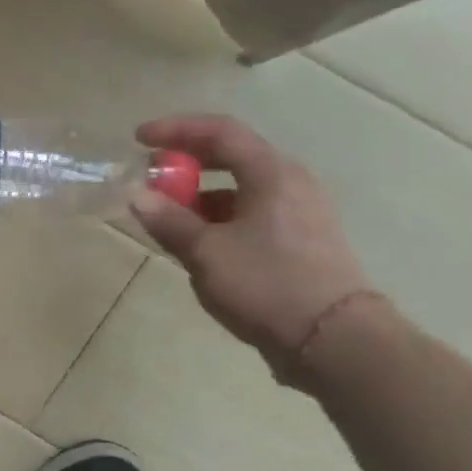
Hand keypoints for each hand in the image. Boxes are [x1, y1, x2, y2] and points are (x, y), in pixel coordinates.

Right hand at [129, 115, 376, 378]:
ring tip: (167, 218)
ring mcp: (300, 212)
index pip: (220, 132)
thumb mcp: (206, 252)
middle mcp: (290, 183)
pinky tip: (198, 243)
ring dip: (200, 195)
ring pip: (240, 189)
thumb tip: (136, 195)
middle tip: (151, 177)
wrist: (335, 340)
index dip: (176, 129)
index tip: (139, 139)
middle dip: (186, 164)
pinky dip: (219, 218)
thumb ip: (168, 220)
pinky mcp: (301, 240)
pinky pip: (250, 213)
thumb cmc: (267, 284)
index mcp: (271, 174)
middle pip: (231, 156)